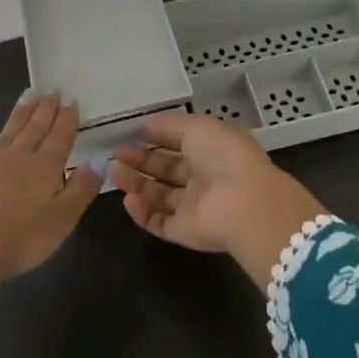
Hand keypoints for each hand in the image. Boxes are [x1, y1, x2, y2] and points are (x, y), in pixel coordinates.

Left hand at [0, 91, 101, 290]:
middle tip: (51, 90)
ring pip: (4, 136)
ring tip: (25, 99)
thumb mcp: (63, 218)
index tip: (71, 100)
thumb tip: (97, 161)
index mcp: (43, 167)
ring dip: (16, 117)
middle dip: (44, 109)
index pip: (59, 136)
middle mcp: (14, 159)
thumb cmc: (22, 239)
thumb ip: (81, 188)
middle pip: (33, 128)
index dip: (67, 119)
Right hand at [111, 112, 327, 283]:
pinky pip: (159, 222)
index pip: (181, 144)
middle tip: (116, 155)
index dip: (158, 139)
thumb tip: (147, 125)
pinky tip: (127, 199)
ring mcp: (195, 207)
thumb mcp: (197, 127)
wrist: (244, 204)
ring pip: (160, 196)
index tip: (133, 134)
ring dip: (137, 184)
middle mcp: (205, 179)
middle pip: (167, 171)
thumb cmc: (223, 156)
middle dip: (141, 161)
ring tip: (114, 173)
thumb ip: (170, 125)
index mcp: (213, 151)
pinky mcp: (185, 231)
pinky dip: (142, 213)